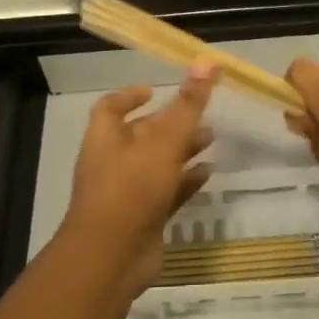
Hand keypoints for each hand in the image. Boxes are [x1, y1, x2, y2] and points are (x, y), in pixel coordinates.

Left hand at [59, 65, 216, 298]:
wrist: (112, 258)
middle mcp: (112, 161)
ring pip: (157, 164)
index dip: (130, 96)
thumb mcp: (164, 140)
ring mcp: (127, 193)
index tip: (155, 89)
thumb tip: (206, 61)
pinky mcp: (143, 219)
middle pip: (140, 135)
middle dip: (169, 123)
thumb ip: (188, 104)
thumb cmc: (132, 187)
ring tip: (212, 139)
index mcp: (105, 137)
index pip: (111, 107)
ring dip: (182, 151)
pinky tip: (209, 174)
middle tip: (200, 114)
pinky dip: (185, 181)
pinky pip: (167, 193)